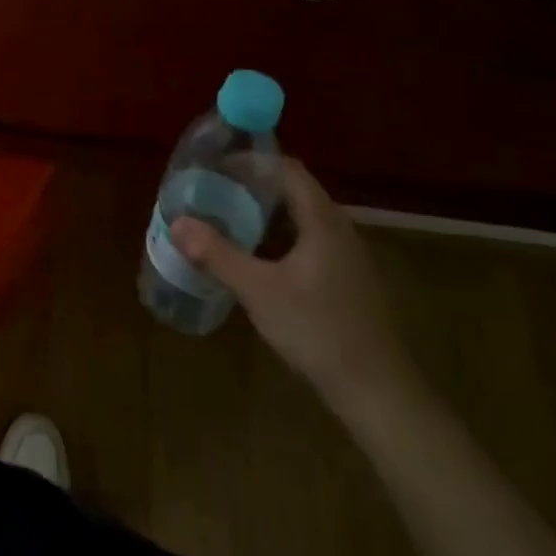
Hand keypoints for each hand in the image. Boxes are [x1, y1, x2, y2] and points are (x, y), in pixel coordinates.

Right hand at [171, 159, 417, 416]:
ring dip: (267, 216)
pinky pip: (310, 244)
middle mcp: (340, 230)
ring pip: (302, 221)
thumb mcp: (258, 290)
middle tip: (215, 193)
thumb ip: (217, 254)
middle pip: (294, 192)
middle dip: (254, 188)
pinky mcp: (348, 284)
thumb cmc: (317, 329)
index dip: (252, 162)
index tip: (217, 166)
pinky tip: (258, 261)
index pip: (287, 170)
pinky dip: (280, 240)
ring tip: (229, 221)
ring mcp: (348, 258)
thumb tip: (177, 223)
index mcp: (322, 220)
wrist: (378, 393)